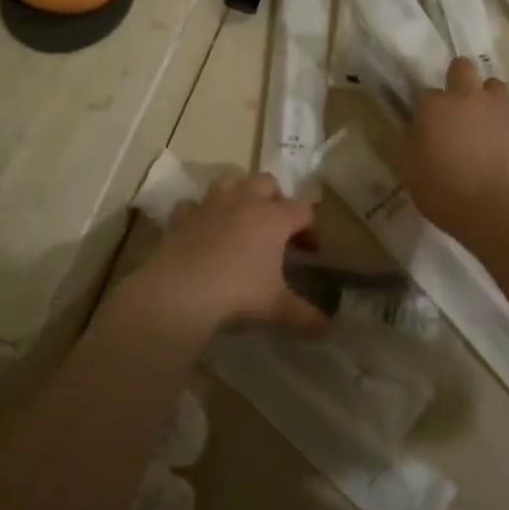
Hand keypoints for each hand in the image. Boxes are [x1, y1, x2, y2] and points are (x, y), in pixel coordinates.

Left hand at [114, 174, 323, 339]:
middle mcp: (245, 201)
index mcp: (274, 218)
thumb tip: (328, 328)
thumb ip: (305, 316)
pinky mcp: (183, 214)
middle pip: (268, 182)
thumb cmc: (237, 292)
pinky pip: (193, 203)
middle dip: (275, 199)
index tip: (309, 250)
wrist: (181, 290)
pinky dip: (199, 212)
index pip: (304, 209)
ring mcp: (211, 204)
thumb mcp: (276, 306)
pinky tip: (200, 229)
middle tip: (274, 228)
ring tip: (239, 218)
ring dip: (238, 193)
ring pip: (230, 180)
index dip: (310, 227)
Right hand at [403, 59, 508, 235]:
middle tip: (461, 109)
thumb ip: (416, 144)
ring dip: (491, 102)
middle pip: (463, 67)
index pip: (427, 94)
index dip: (430, 110)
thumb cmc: (446, 196)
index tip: (431, 128)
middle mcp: (468, 97)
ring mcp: (503, 106)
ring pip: (496, 87)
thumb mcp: (413, 172)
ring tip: (491, 129)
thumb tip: (422, 133)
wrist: (500, 211)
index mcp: (435, 107)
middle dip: (460, 79)